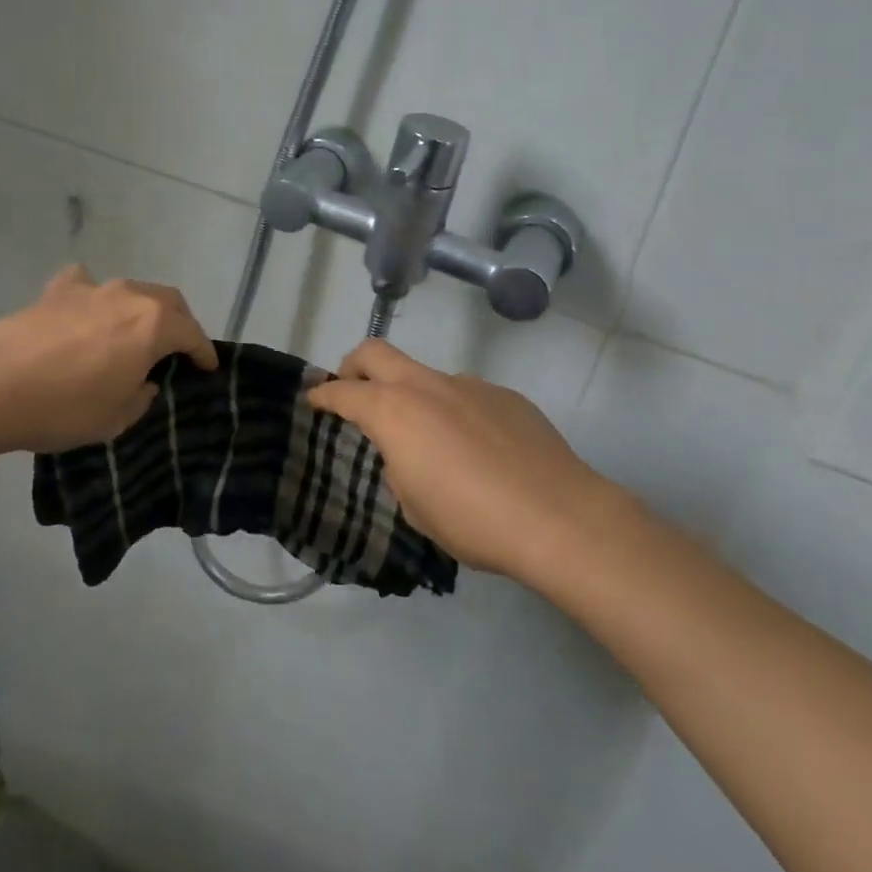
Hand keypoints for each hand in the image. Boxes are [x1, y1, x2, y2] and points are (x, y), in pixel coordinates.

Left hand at [0, 265, 217, 454]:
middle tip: (178, 347)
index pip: (192, 333)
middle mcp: (128, 296)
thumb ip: (141, 395)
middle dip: (180, 322)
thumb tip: (142, 381)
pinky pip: (86, 286)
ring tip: (135, 332)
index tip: (209, 367)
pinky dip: (94, 297)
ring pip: (131, 291)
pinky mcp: (56, 291)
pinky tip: (86, 311)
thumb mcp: (116, 418)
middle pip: (168, 301)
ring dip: (141, 309)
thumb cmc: (64, 408)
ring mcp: (91, 289)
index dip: (204, 352)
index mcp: (152, 325)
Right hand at [306, 340, 632, 585]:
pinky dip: (456, 412)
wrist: (559, 517)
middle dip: (354, 365)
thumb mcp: (415, 506)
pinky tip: (479, 451)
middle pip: (376, 352)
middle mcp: (427, 386)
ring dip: (413, 394)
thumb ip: (400, 467)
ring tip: (431, 440)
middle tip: (351, 388)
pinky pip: (467, 395)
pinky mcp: (506, 396)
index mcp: (394, 411)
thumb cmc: (472, 519)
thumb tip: (410, 453)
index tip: (313, 397)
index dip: (323, 394)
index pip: (344, 392)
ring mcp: (470, 385)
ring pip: (426, 375)